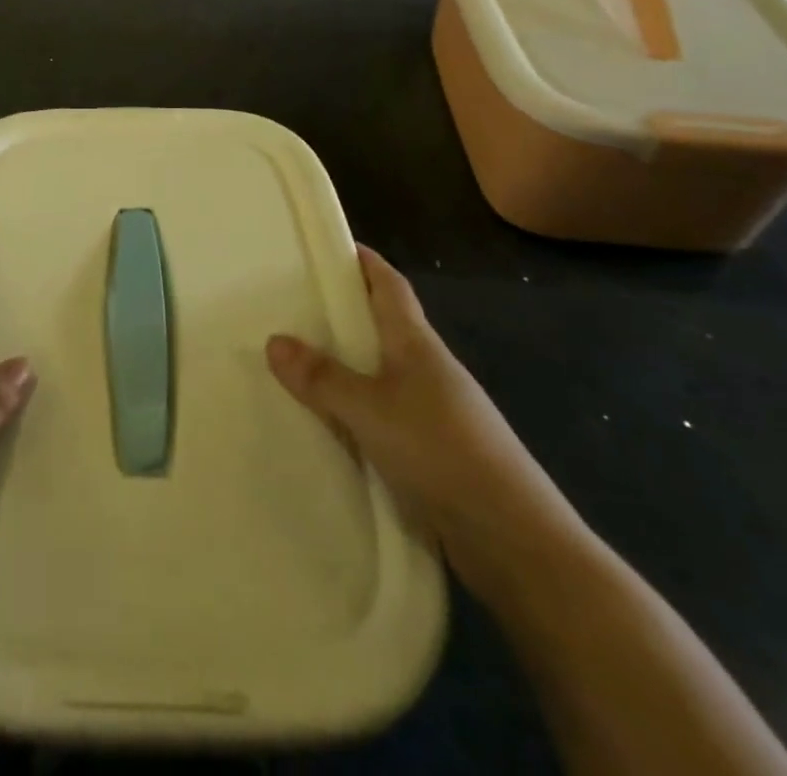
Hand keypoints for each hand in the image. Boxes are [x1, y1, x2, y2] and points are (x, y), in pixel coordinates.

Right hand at [266, 246, 583, 599]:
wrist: (513, 540)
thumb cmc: (441, 450)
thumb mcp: (370, 409)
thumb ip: (322, 377)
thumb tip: (274, 339)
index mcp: (416, 344)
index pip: (390, 285)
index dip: (364, 262)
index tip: (331, 246)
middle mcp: (428, 370)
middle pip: (383, 327)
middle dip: (343, 314)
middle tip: (291, 306)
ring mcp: (434, 413)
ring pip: (380, 374)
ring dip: (346, 366)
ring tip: (297, 364)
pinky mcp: (433, 453)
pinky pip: (383, 416)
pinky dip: (354, 410)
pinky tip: (327, 424)